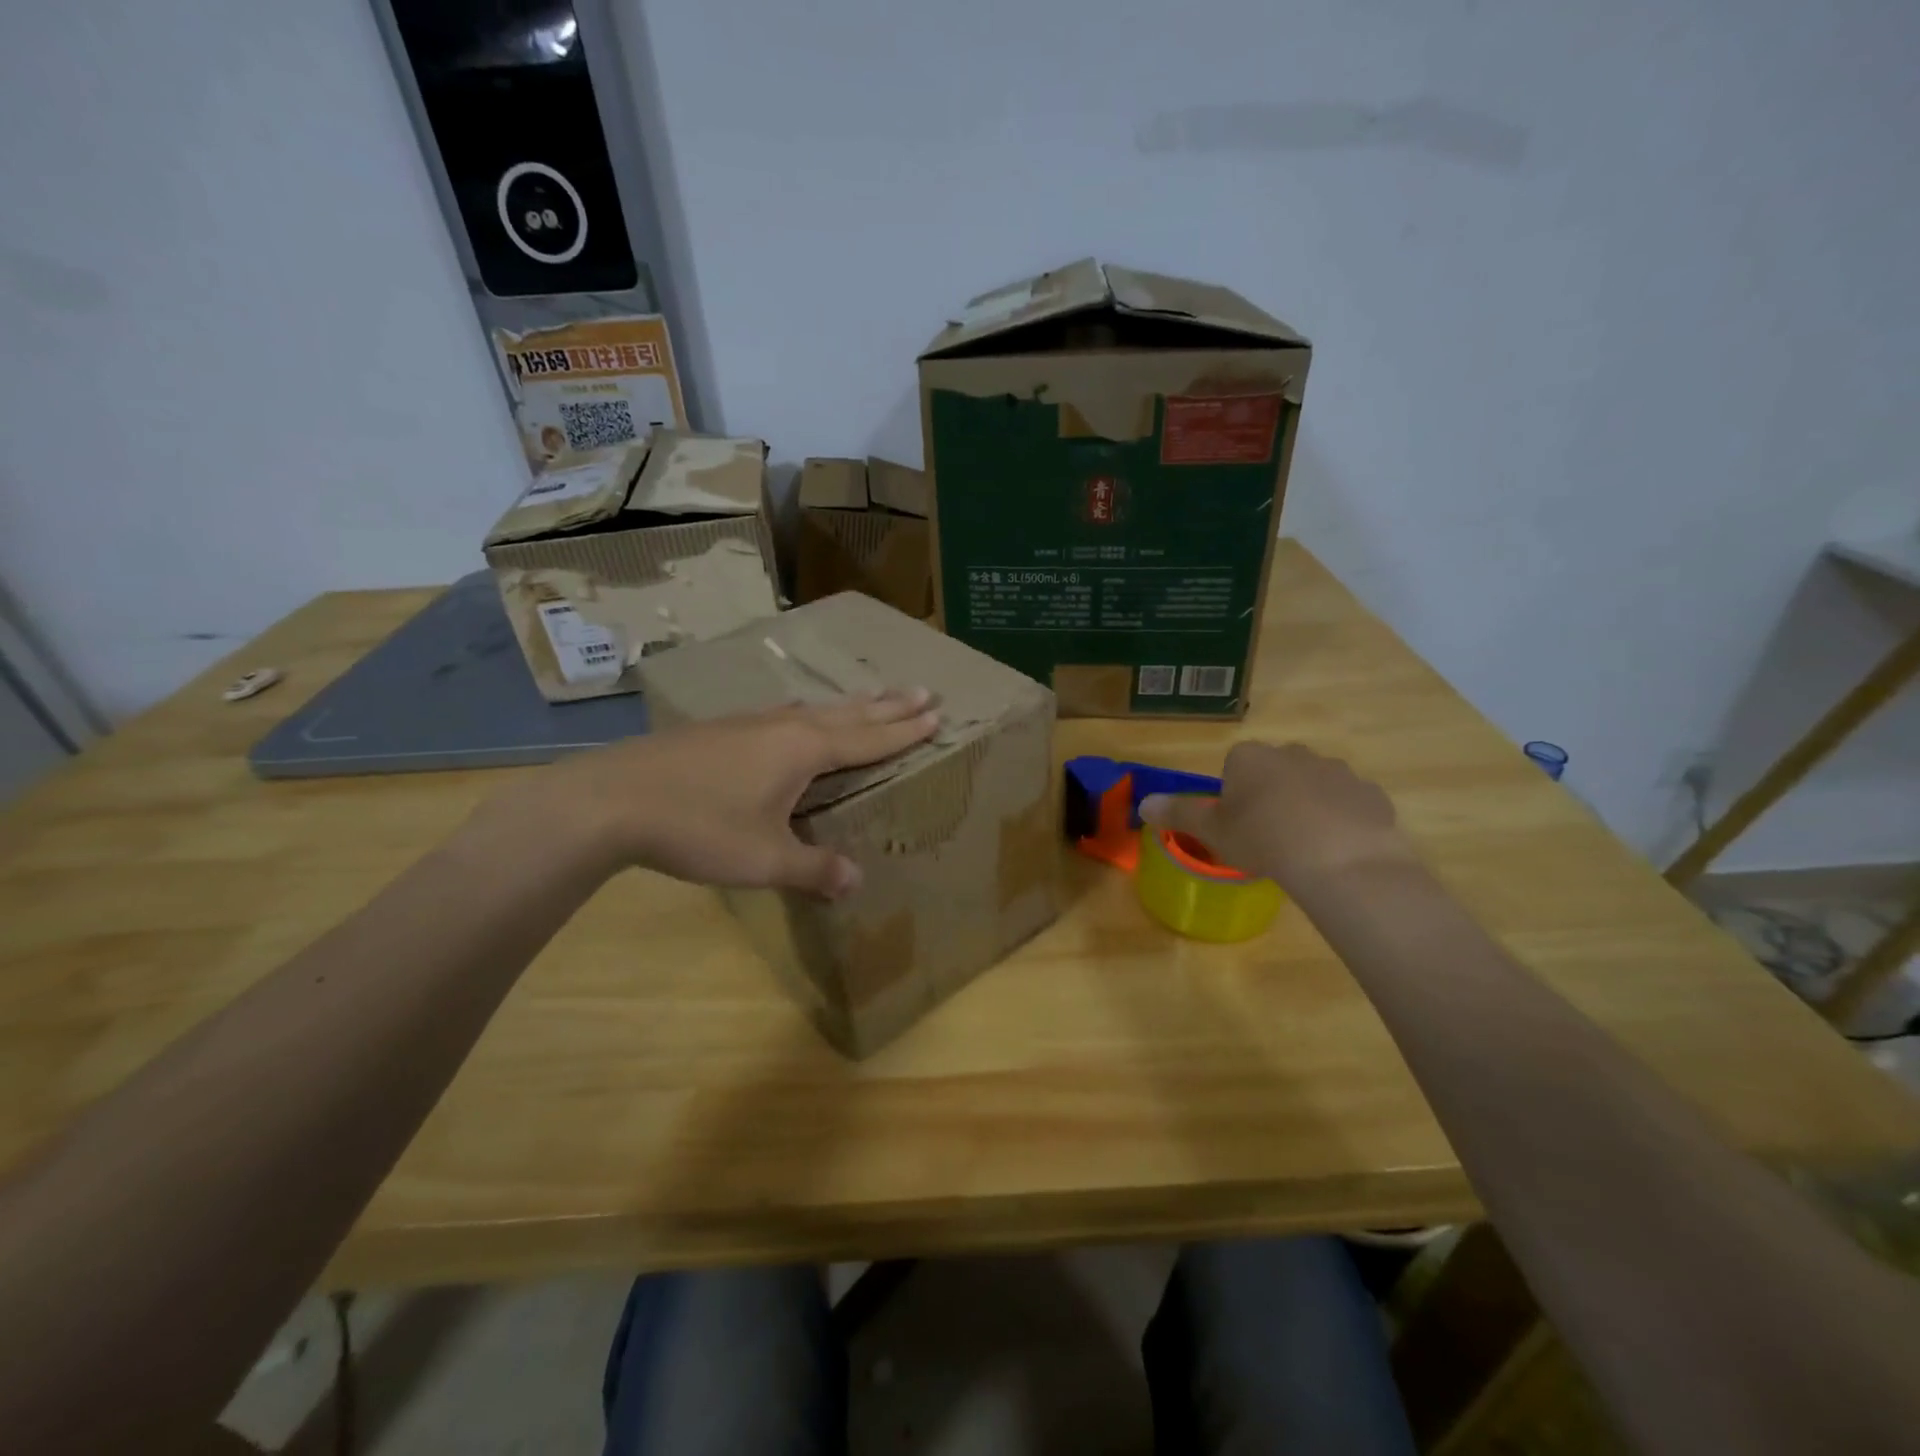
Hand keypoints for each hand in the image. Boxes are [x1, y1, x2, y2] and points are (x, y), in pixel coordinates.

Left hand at [501, 689, 939, 897]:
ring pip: (813, 709)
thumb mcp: (763, 859)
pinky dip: (808, 712)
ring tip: (872, 696)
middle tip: (923, 689)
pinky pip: (782, 714)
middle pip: (848, 713)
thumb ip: (813, 870)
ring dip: (849, 704)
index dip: (904, 730)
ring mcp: (748, 724)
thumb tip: (856, 881)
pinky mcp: (719, 730)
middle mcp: (782, 727)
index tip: (936, 712)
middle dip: (888, 705)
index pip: (868, 738)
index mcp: (803, 750)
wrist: (611, 800)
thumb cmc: (698, 828)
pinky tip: (795, 716)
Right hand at [1138, 741, 1414, 891]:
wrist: (1340, 859)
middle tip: (1266, 835)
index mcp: (1251, 757)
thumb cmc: (1262, 839)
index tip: (1236, 824)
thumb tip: (1143, 803)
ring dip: (1307, 806)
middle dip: (1271, 794)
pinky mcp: (1370, 794)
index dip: (1233, 795)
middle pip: (1275, 771)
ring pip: (1313, 785)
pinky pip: (1348, 804)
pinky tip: (1335, 849)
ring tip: (1303, 847)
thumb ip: (1177, 813)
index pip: (1234, 765)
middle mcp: (1293, 753)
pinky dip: (1340, 820)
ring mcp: (1337, 771)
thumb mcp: (1211, 830)